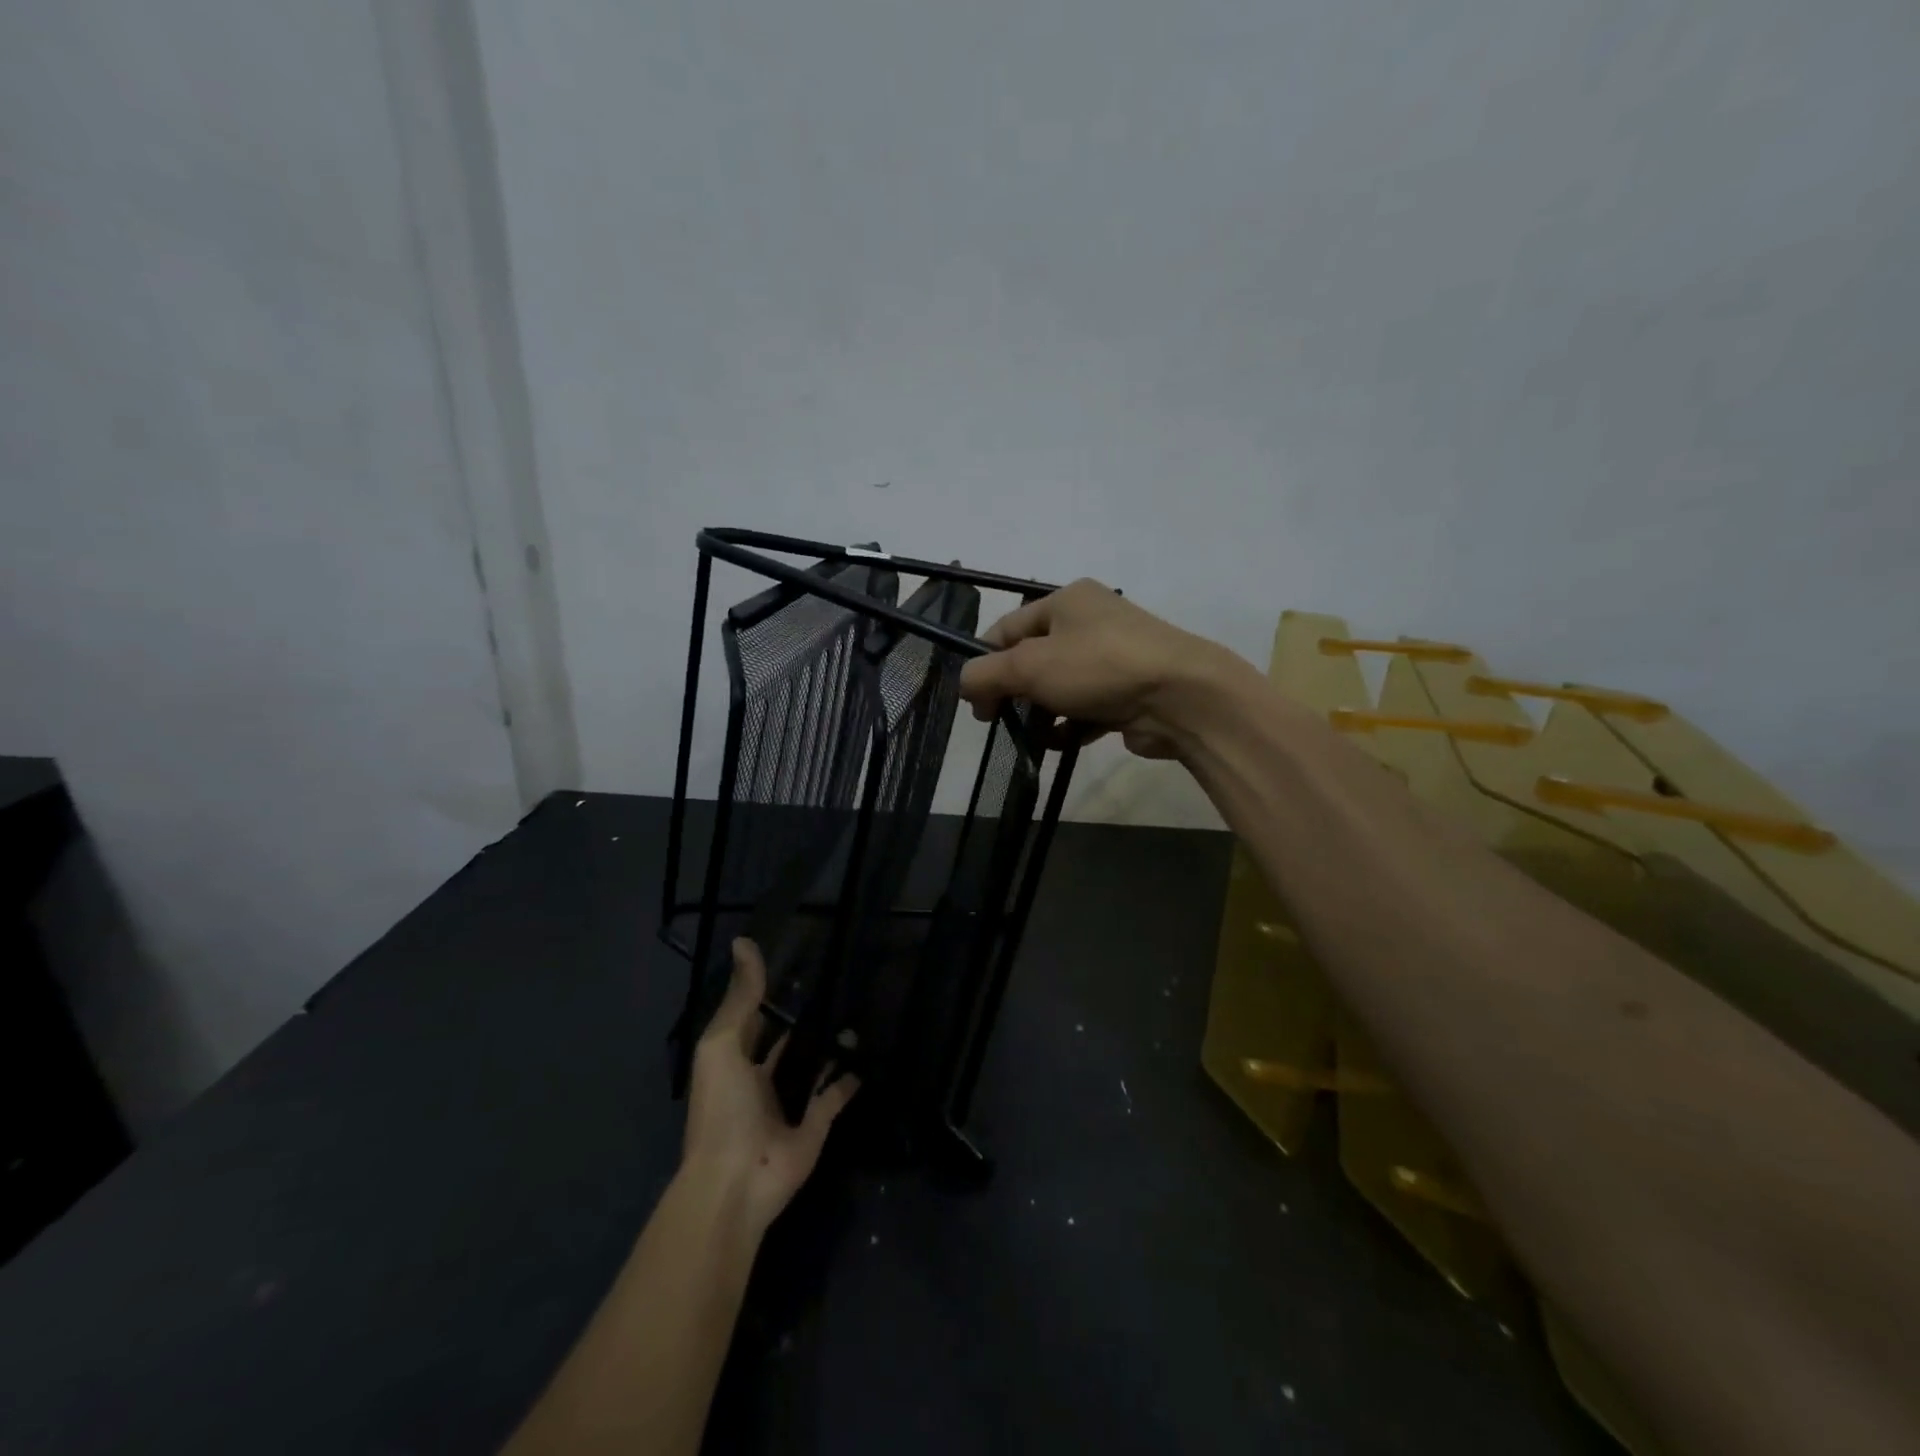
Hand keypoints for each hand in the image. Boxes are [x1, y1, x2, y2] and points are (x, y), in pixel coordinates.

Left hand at [681, 939, 858, 1234]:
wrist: (736, 1181)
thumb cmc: (722, 1108)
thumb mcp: (722, 1043)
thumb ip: (741, 997)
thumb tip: (745, 941)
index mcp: (733, 1062)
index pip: (752, 1020)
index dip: (768, 995)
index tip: (798, 964)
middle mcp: (759, 1081)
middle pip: (785, 1044)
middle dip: (804, 1021)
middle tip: (837, 985)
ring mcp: (788, 1106)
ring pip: (811, 1069)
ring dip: (829, 1048)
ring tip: (857, 1013)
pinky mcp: (815, 1127)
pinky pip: (834, 1098)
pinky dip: (848, 1081)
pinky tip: (866, 1058)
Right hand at [957, 579, 1252, 759]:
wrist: (1183, 696)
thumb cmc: (1099, 668)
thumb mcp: (1029, 666)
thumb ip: (986, 674)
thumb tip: (965, 685)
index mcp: (1066, 600)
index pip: (1007, 628)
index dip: (984, 663)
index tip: (976, 703)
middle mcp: (1091, 621)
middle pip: (1033, 659)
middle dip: (1015, 691)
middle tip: (1000, 722)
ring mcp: (1114, 657)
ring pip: (1060, 686)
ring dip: (1042, 712)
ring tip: (1034, 736)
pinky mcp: (1130, 691)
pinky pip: (1087, 707)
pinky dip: (1071, 725)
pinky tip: (1062, 742)